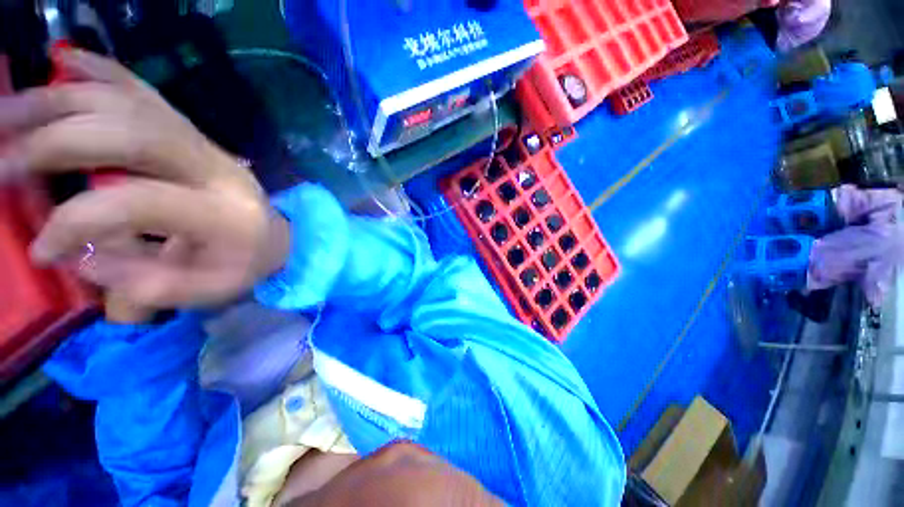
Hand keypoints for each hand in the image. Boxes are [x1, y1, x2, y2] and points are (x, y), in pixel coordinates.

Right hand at [0, 50, 289, 317]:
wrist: (279, 235)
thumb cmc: (248, 264)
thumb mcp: (210, 290)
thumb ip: (150, 285)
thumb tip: (84, 257)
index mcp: (222, 213)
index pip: (137, 203)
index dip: (77, 222)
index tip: (41, 249)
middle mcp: (213, 167)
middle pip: (129, 135)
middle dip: (54, 142)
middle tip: (0, 161)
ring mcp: (204, 143)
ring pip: (130, 103)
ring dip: (61, 100)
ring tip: (6, 111)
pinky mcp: (194, 132)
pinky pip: (144, 90)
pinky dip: (101, 72)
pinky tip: (64, 62)